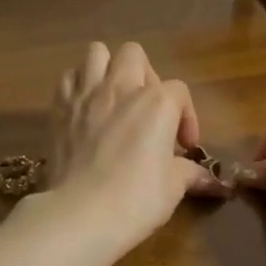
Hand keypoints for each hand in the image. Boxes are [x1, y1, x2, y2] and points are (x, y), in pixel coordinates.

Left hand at [44, 42, 229, 252]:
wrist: (80, 213)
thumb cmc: (135, 199)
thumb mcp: (173, 188)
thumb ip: (188, 172)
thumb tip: (206, 178)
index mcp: (157, 102)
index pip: (179, 92)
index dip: (186, 116)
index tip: (183, 147)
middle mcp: (121, 87)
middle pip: (134, 54)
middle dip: (144, 75)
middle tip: (146, 109)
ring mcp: (86, 93)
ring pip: (97, 53)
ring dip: (107, 69)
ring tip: (112, 97)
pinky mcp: (60, 106)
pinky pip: (69, 77)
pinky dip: (78, 85)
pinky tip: (84, 108)